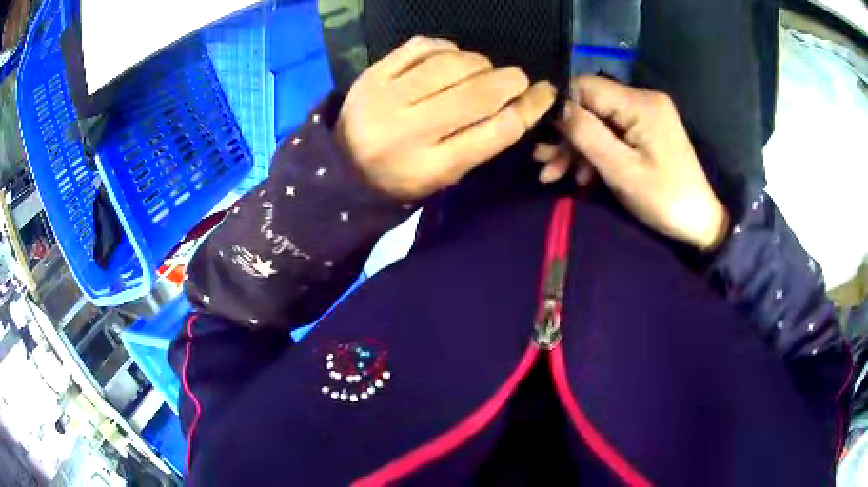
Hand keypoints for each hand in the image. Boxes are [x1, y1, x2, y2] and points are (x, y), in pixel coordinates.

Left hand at [336, 36, 555, 199]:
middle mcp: (409, 130)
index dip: (530, 108)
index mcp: (432, 166)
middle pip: (478, 93)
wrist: (343, 165)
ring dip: (480, 63)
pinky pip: (422, 46)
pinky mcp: (373, 74)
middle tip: (517, 79)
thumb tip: (519, 101)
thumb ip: (481, 141)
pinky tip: (451, 58)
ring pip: (453, 64)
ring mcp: (387, 97)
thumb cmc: (402, 175)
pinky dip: (447, 48)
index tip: (545, 92)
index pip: (496, 131)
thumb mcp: (445, 174)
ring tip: (482, 71)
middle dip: (511, 80)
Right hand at [539, 76, 729, 251]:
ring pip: (599, 121)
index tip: (545, 138)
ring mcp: (645, 116)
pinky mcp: (647, 131)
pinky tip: (581, 176)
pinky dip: (595, 153)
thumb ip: (587, 134)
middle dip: (566, 135)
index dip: (561, 107)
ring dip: (576, 148)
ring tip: (553, 175)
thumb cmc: (664, 199)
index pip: (585, 86)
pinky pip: (613, 133)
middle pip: (591, 106)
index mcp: (639, 103)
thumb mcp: (622, 170)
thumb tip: (556, 107)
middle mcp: (642, 100)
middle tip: (544, 165)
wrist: (700, 222)